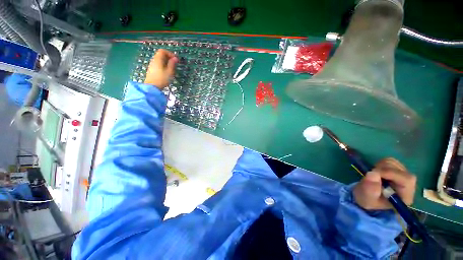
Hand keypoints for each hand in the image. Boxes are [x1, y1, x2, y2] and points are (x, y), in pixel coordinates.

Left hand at [144, 49, 177, 88]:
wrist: (152, 87)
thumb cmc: (162, 79)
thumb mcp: (170, 72)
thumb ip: (172, 64)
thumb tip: (175, 58)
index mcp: (158, 59)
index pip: (163, 51)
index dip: (170, 53)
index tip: (176, 59)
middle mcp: (154, 60)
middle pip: (161, 55)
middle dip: (168, 58)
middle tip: (175, 63)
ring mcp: (152, 65)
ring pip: (159, 60)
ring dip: (166, 62)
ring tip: (171, 68)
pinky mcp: (151, 70)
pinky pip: (158, 64)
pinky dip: (163, 65)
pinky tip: (166, 72)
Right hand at [353, 158, 415, 209]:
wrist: (366, 197)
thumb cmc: (368, 200)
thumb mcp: (366, 198)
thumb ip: (370, 189)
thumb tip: (373, 173)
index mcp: (405, 196)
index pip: (406, 180)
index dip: (391, 173)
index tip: (374, 173)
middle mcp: (408, 185)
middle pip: (400, 169)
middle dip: (382, 170)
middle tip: (371, 176)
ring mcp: (403, 175)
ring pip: (393, 163)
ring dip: (380, 166)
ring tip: (374, 176)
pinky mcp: (397, 169)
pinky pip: (390, 161)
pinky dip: (380, 164)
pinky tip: (377, 172)